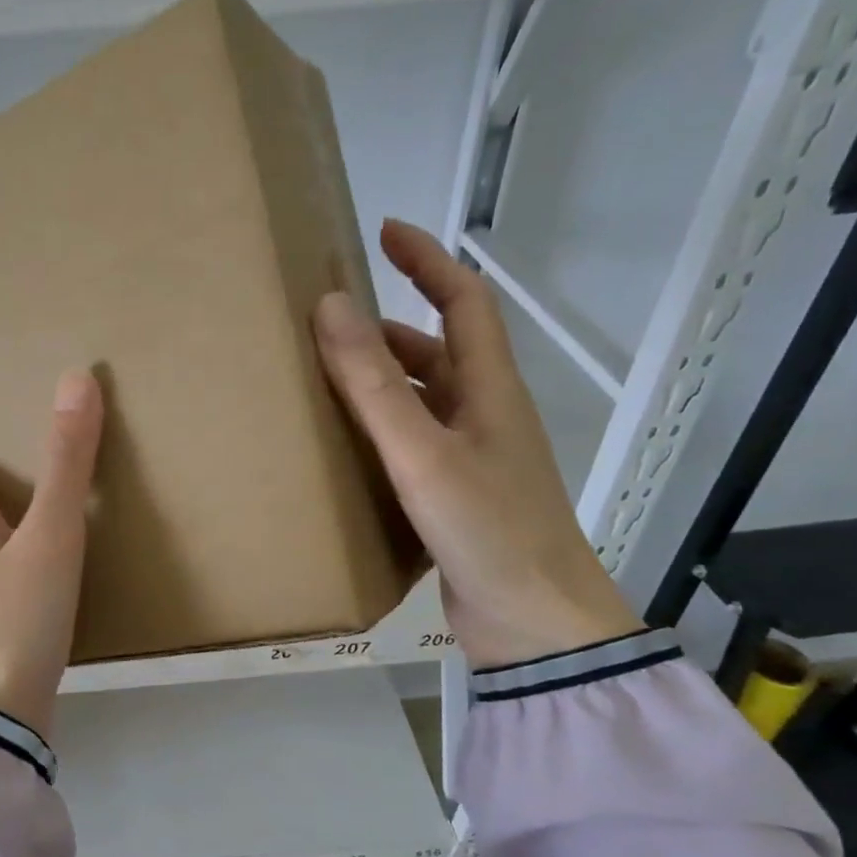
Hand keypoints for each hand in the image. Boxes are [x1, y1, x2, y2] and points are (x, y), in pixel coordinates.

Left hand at [0, 369, 103, 737]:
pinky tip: (61, 553)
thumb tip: (73, 379)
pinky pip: (8, 563)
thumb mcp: (50, 537)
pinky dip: (29, 543)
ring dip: (17, 501)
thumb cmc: (16, 619)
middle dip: (1, 454)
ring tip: (62, 485)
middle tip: (46, 429)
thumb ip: (65, 464)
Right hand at [314, 219, 642, 668]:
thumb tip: (332, 305)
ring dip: (380, 383)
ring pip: (421, 401)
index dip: (427, 261)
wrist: (534, 623)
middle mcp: (484, 415)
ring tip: (322, 383)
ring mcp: (472, 459)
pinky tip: (344, 450)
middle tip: (326, 326)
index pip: (462, 301)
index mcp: (489, 389)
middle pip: (437, 351)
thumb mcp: (423, 454)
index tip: (383, 232)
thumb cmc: (487, 530)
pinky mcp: (456, 497)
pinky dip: (380, 433)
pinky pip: (412, 445)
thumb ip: (375, 385)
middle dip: (385, 328)